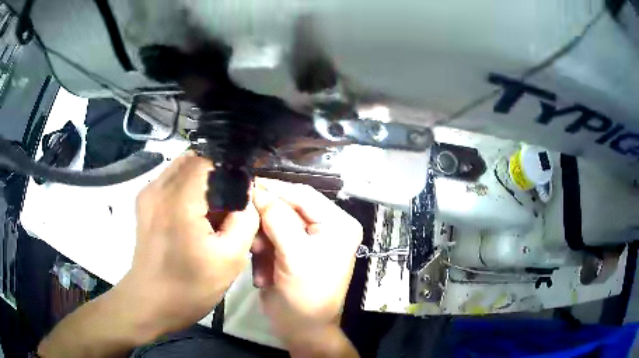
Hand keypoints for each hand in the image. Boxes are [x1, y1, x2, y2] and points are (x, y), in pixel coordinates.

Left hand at [119, 153, 258, 335]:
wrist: (150, 303)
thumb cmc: (190, 287)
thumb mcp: (230, 259)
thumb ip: (245, 220)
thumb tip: (247, 196)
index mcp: (179, 200)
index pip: (209, 159)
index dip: (230, 170)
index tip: (243, 191)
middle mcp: (158, 188)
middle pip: (194, 159)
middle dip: (217, 174)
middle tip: (230, 202)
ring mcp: (148, 194)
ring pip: (181, 168)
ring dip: (201, 181)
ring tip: (213, 210)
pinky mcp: (144, 203)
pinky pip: (171, 181)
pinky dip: (187, 188)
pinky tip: (194, 215)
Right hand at [251, 179, 362, 347]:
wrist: (301, 330)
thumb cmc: (306, 296)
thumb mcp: (294, 256)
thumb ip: (276, 219)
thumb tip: (257, 189)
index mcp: (337, 224)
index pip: (303, 195)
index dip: (274, 189)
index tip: (246, 185)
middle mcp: (326, 227)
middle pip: (288, 207)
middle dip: (265, 221)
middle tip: (247, 229)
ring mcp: (308, 239)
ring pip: (274, 223)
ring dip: (262, 240)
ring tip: (257, 256)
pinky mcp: (292, 251)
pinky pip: (270, 239)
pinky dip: (262, 253)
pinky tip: (263, 274)